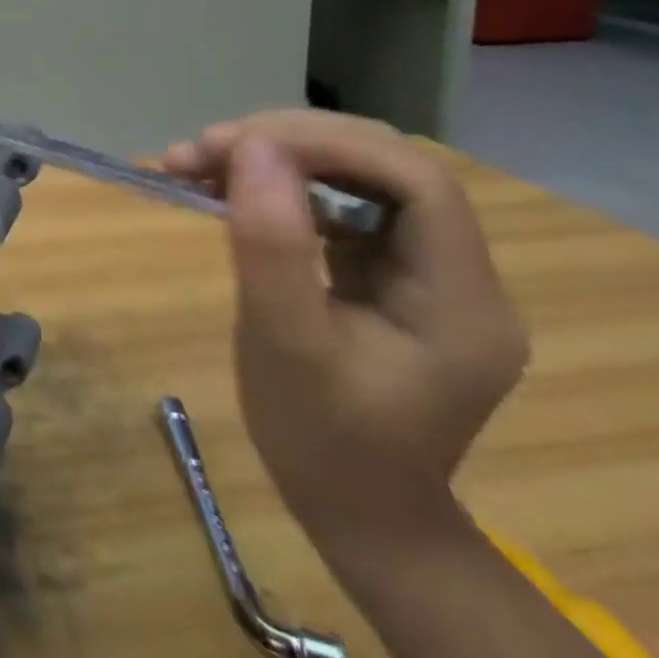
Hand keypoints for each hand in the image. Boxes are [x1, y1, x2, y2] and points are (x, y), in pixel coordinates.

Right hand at [156, 110, 528, 544]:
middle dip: (291, 142)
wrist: (356, 515)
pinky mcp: (389, 271)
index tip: (239, 146)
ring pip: (357, 175)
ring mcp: (425, 271)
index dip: (329, 145)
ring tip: (197, 160)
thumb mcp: (284, 344)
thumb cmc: (322, 443)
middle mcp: (460, 274)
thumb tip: (252, 146)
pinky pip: (338, 202)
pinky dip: (279, 184)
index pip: (415, 180)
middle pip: (385, 165)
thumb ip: (272, 243)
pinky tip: (227, 188)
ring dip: (277, 156)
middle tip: (204, 148)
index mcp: (461, 300)